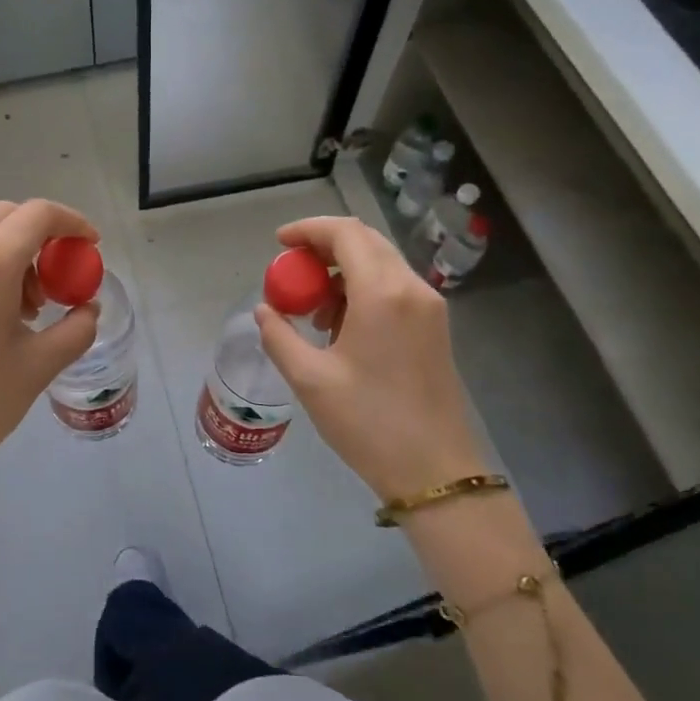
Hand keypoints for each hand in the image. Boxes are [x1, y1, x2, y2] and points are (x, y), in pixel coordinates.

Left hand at [0, 200, 100, 546]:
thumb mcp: (39, 365)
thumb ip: (76, 328)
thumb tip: (88, 309)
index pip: (38, 214)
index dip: (72, 222)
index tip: (90, 245)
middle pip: (6, 216)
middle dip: (41, 236)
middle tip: (59, 278)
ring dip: (12, 253)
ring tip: (28, 307)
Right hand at [253, 215, 484, 502]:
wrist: (434, 471)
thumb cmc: (368, 423)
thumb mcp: (310, 379)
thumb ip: (279, 336)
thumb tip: (264, 311)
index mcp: (382, 294)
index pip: (345, 233)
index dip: (308, 229)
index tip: (279, 243)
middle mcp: (411, 288)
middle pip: (365, 241)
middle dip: (323, 247)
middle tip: (291, 270)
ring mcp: (429, 307)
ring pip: (380, 263)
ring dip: (342, 270)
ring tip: (311, 308)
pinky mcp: (434, 327)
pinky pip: (393, 287)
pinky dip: (361, 289)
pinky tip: (340, 326)